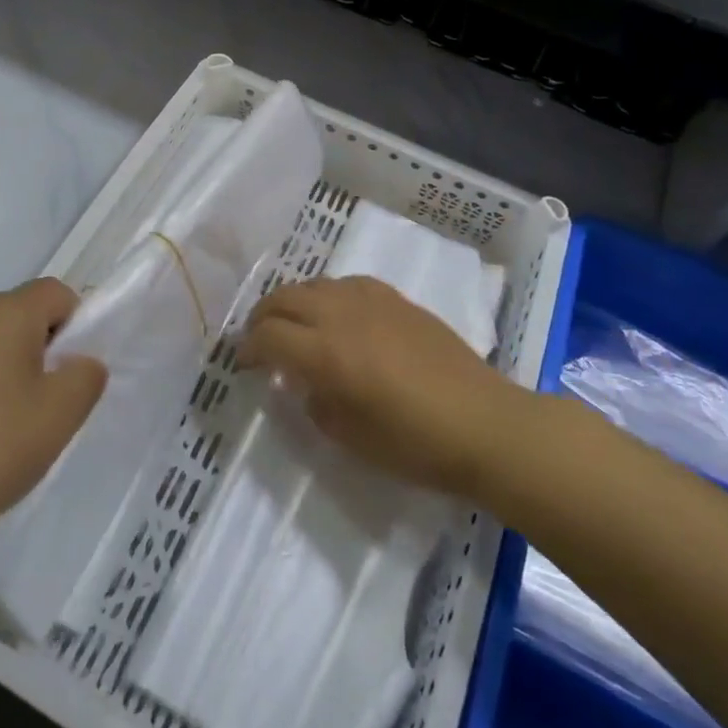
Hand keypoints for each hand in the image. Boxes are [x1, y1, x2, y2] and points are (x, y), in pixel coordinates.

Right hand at [240, 275, 514, 497]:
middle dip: (262, 317)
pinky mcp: (396, 299)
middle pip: (284, 298)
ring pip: (314, 284)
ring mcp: (371, 300)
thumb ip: (316, 404)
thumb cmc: (415, 444)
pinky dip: (327, 295)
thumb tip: (304, 382)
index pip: (268, 336)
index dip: (248, 349)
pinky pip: (346, 284)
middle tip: (260, 340)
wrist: (484, 423)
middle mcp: (341, 315)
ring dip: (293, 302)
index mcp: (326, 353)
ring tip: (294, 324)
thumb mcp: (350, 437)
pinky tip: (336, 314)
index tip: (244, 365)